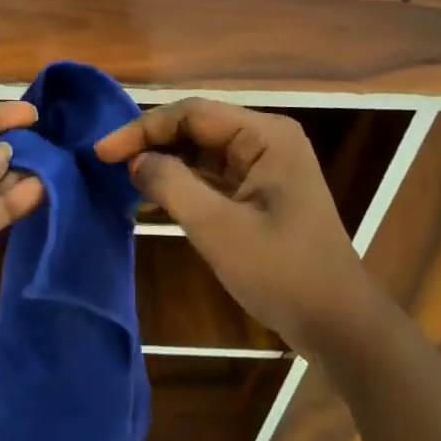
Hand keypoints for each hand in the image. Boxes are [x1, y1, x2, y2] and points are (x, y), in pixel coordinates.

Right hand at [95, 98, 364, 354]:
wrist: (338, 326)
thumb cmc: (283, 273)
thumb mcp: (219, 228)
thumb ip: (172, 185)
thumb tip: (135, 161)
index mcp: (265, 135)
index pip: (191, 114)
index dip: (143, 128)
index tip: (102, 152)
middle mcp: (264, 141)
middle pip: (194, 127)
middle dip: (150, 143)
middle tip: (106, 163)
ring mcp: (262, 167)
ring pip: (199, 152)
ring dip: (162, 163)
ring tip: (120, 178)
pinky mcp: (257, 193)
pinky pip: (209, 176)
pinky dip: (179, 184)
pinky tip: (149, 197)